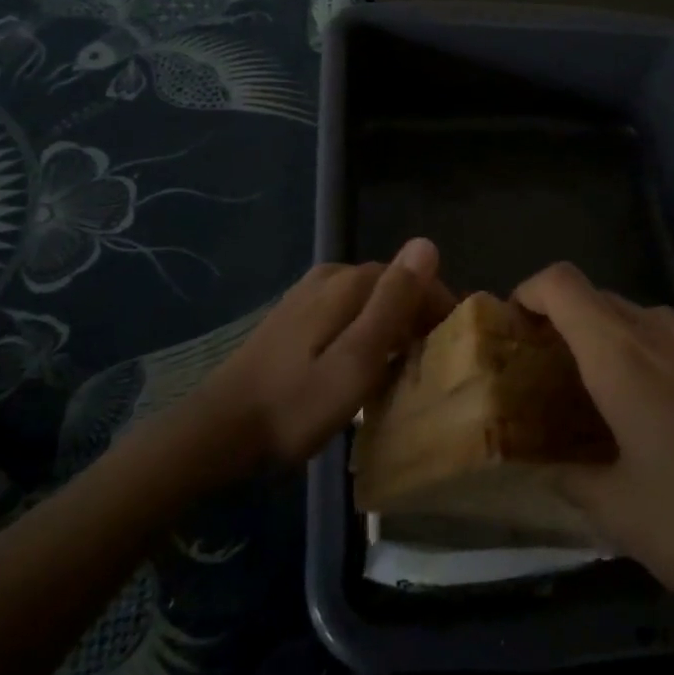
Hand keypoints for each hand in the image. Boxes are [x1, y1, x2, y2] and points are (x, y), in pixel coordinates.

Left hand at [194, 238, 454, 468]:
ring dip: (391, 327)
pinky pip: (344, 313)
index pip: (413, 278)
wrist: (219, 430)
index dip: (440, 309)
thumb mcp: (357, 359)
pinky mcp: (293, 316)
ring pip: (367, 302)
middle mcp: (330, 277)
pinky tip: (361, 366)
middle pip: (390, 288)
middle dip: (417, 319)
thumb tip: (427, 244)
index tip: (454, 348)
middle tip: (432, 366)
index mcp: (349, 283)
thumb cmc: (296, 404)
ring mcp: (307, 295)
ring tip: (403, 370)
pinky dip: (364, 332)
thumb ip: (394, 302)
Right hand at [513, 262, 673, 674]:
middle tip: (559, 379)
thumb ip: (570, 479)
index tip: (516, 326)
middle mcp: (670, 334)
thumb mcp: (620, 516)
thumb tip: (544, 467)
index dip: (530, 291)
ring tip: (618, 405)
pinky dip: (666, 363)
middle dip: (572, 327)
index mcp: (625, 357)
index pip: (563, 284)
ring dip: (621, 345)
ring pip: (651, 322)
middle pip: (605, 301)